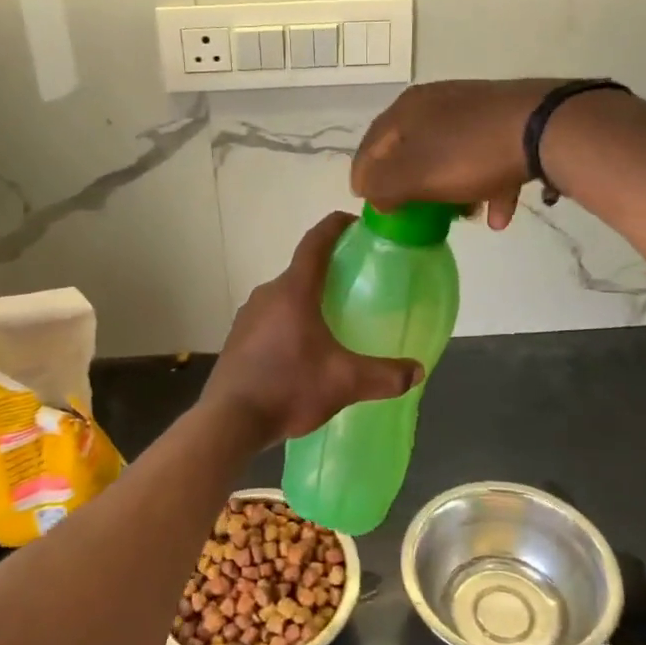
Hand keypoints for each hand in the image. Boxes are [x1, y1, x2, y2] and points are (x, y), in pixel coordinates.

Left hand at [203, 213, 422, 444]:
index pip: (315, 243)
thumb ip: (384, 375)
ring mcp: (247, 316)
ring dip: (307, 301)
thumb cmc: (288, 387)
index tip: (354, 223)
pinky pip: (269, 319)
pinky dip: (289, 323)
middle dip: (327, 272)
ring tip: (332, 320)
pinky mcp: (237, 340)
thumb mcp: (344, 382)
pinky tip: (302, 351)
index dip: (335, 227)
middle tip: (355, 283)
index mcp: (293, 291)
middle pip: (301, 271)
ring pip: (284, 297)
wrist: (229, 421)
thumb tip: (417, 371)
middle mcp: (267, 294)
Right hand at [352, 79, 567, 228]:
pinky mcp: (507, 121)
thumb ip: (383, 186)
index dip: (364, 176)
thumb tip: (371, 192)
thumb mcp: (415, 175)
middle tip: (412, 215)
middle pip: (412, 151)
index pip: (371, 145)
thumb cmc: (470, 153)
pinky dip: (488, 187)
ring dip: (453, 191)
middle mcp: (438, 102)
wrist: (546, 128)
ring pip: (451, 156)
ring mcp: (475, 110)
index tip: (366, 204)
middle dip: (412, 187)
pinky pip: (487, 159)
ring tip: (462, 218)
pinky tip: (499, 216)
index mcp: (407, 109)